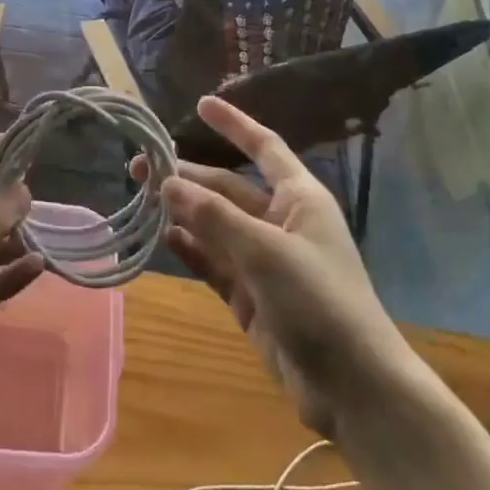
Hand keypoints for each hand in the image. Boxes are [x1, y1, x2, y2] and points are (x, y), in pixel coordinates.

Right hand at [141, 97, 404, 437]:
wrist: (351, 385)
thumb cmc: (318, 302)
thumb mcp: (265, 251)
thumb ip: (213, 216)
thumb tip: (167, 181)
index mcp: (299, 199)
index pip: (263, 148)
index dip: (234, 125)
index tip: (200, 104)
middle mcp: (280, 222)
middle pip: (227, 187)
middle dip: (187, 175)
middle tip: (139, 167)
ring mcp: (263, 259)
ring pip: (215, 224)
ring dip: (182, 211)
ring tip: (140, 197)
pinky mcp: (249, 294)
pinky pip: (213, 261)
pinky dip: (190, 249)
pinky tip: (162, 237)